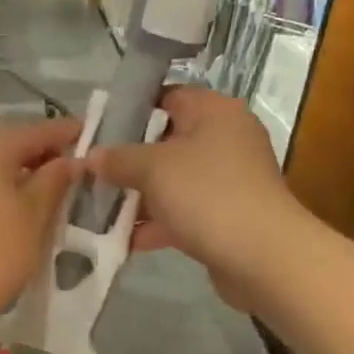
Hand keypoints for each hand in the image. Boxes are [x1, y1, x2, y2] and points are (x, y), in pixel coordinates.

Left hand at [0, 118, 83, 336]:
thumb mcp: (35, 216)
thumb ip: (54, 180)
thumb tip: (69, 160)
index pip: (34, 131)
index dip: (65, 133)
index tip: (89, 134)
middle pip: (5, 144)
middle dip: (37, 154)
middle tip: (68, 168)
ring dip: (11, 172)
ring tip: (41, 191)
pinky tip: (5, 208)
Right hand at [88, 87, 296, 308]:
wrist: (264, 257)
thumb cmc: (207, 194)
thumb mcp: (153, 168)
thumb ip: (118, 158)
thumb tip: (90, 156)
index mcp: (214, 112)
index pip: (167, 96)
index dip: (130, 109)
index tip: (97, 128)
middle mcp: (224, 139)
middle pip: (164, 141)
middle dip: (126, 159)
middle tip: (90, 170)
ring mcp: (225, 181)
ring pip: (170, 181)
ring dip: (135, 195)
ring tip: (94, 207)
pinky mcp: (223, 217)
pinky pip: (180, 212)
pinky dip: (153, 224)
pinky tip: (118, 239)